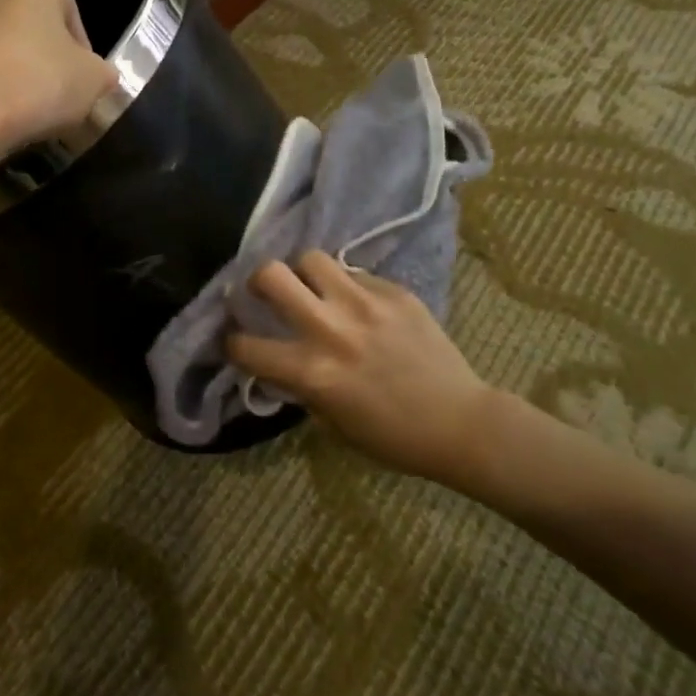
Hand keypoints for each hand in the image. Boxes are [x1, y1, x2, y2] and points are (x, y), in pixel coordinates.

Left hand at [0, 0, 118, 169]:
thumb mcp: (94, 81)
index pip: (70, 14)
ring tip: (20, 112)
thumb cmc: (37, 85)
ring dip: (8, 72)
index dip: (83, 53)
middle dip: (41, 57)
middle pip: (28, 27)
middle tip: (53, 96)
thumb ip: (101, 73)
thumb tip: (95, 77)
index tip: (83, 85)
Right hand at [228, 251, 497, 487]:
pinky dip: (347, 285)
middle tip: (266, 293)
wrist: (462, 424)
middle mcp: (331, 329)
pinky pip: (355, 273)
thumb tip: (281, 362)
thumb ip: (301, 386)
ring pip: (312, 258)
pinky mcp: (394, 292)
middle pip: (270, 274)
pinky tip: (359, 304)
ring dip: (303, 273)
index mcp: (312, 372)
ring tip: (313, 287)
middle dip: (257, 281)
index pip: (246, 346)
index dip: (234, 344)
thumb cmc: (393, 437)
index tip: (239, 342)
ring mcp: (364, 304)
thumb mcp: (332, 422)